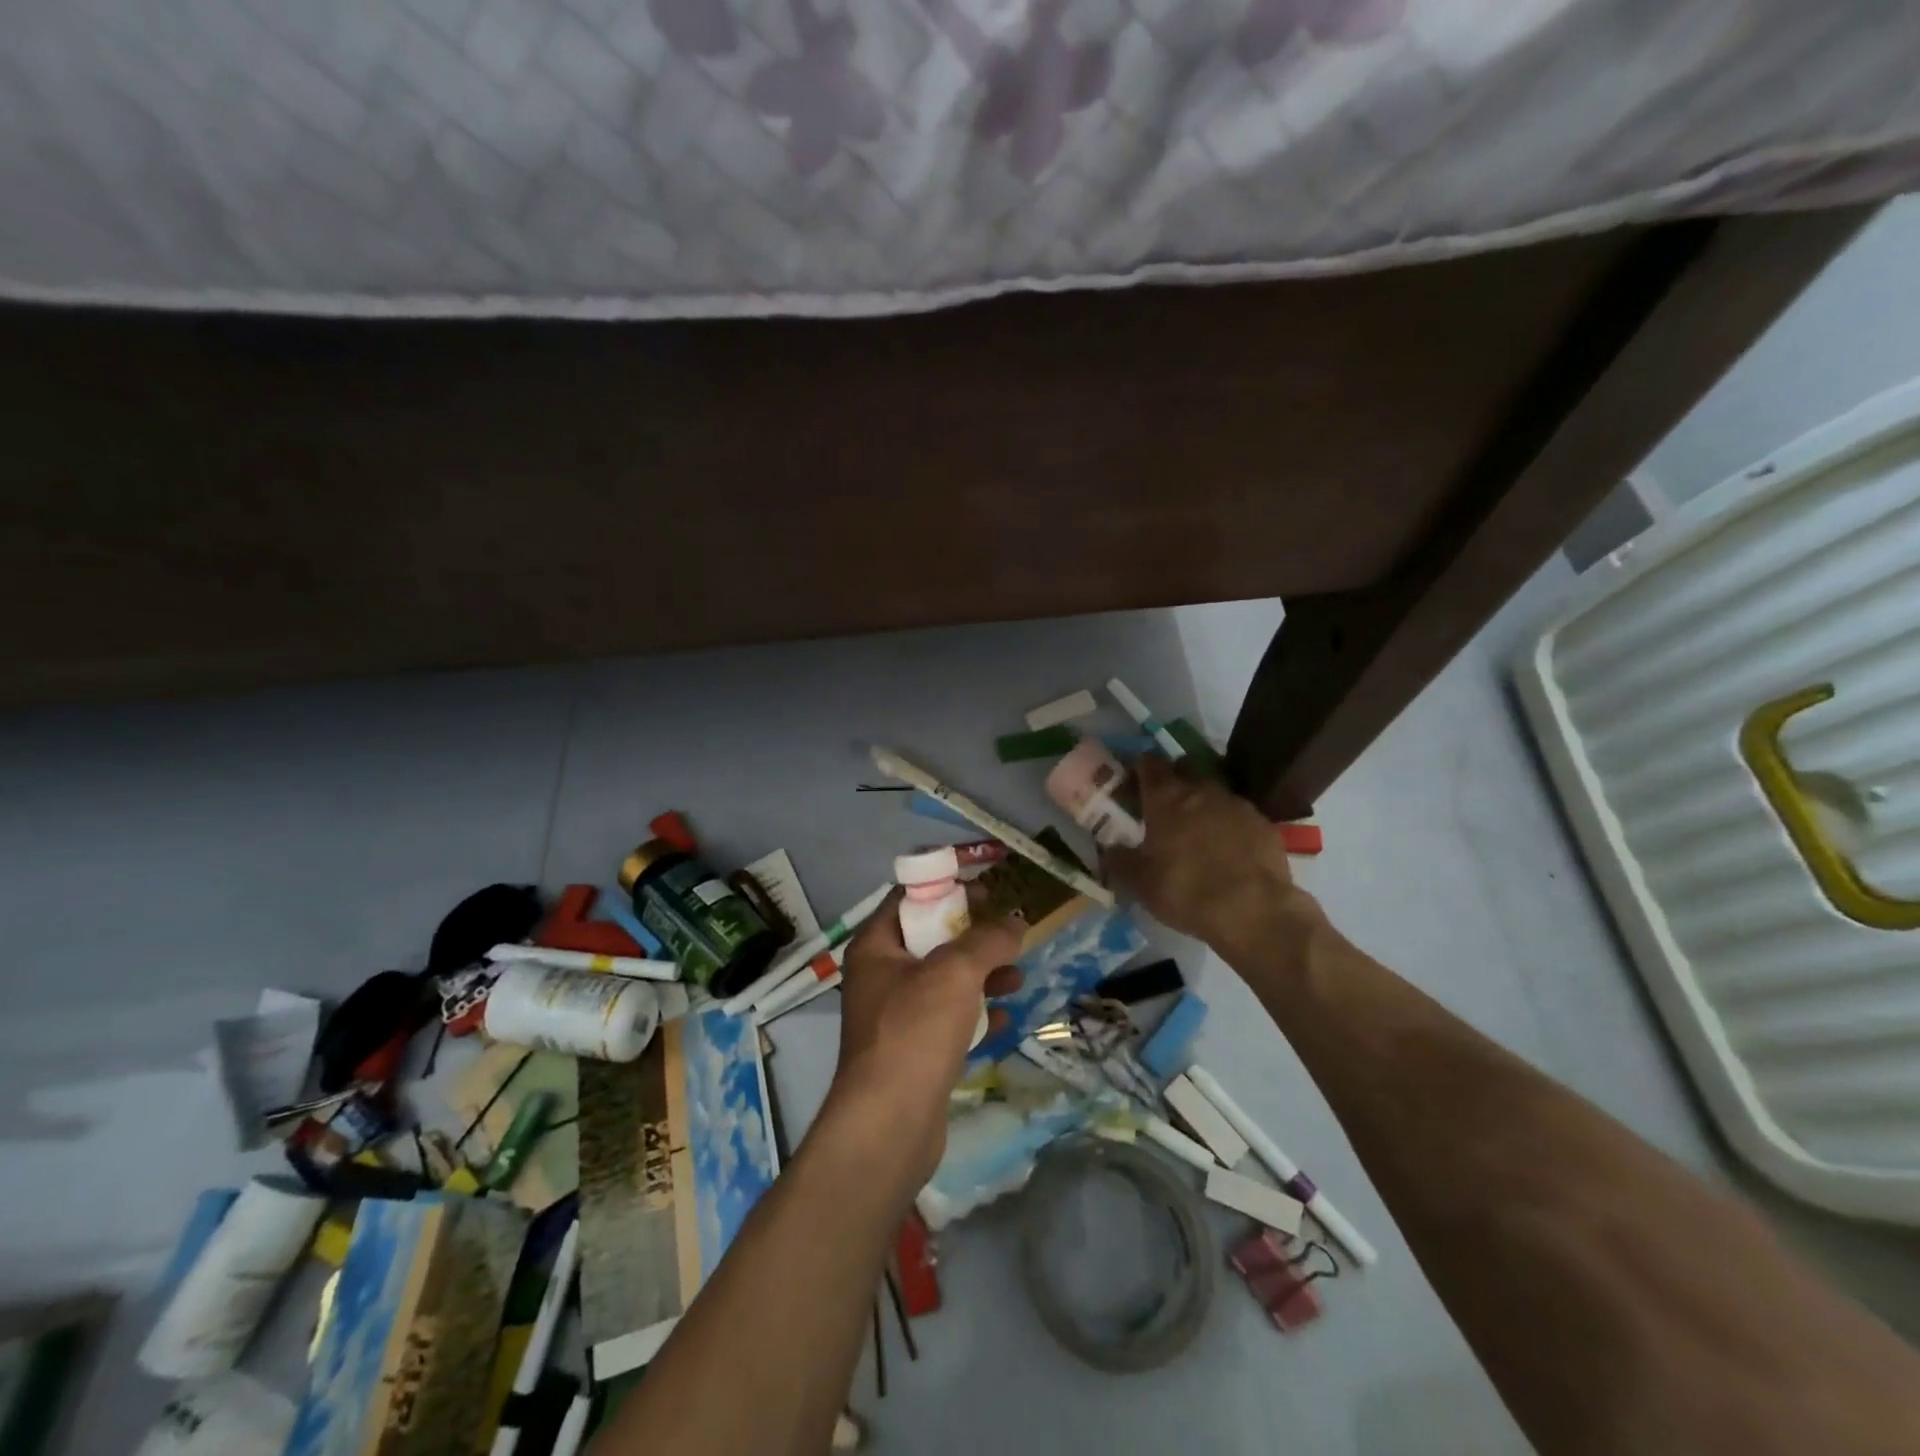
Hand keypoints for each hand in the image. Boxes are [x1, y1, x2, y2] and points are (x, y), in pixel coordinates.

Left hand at [825, 888, 1023, 1182]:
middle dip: (973, 937)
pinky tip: (1003, 1019)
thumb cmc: (915, 1030)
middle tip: (1009, 934)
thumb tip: (1015, 921)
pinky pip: (947, 1021)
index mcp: (875, 947)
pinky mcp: (912, 1053)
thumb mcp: (955, 971)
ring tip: (1017, 977)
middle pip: (930, 940)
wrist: (889, 1124)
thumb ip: (988, 940)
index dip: (948, 889)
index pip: (909, 899)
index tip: (988, 892)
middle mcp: (880, 977)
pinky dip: (974, 1015)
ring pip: (943, 982)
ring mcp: (894, 1017)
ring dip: (981, 976)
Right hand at [1103, 756, 1315, 948]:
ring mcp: (1238, 805)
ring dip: (1204, 802)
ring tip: (1198, 831)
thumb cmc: (1187, 891)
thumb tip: (1108, 852)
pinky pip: (1240, 815)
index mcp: (1166, 798)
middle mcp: (1202, 791)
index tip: (1136, 782)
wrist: (1255, 912)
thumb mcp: (1140, 884)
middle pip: (1185, 768)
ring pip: (1215, 790)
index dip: (1141, 768)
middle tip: (1165, 804)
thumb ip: (1119, 862)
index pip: (1150, 763)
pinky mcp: (1265, 824)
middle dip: (1175, 779)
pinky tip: (1229, 850)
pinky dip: (1231, 825)